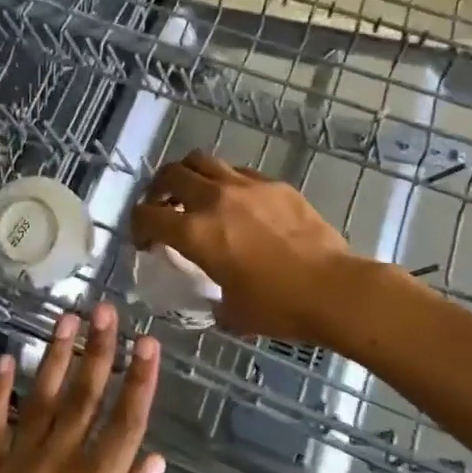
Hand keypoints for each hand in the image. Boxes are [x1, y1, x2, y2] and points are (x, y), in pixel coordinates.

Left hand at [0, 305, 162, 472]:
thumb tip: (153, 456)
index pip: (126, 422)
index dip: (141, 379)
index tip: (150, 342)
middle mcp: (53, 468)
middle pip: (83, 397)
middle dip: (99, 350)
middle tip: (107, 309)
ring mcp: (11, 469)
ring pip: (39, 399)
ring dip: (54, 356)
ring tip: (66, 319)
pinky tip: (3, 360)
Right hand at [130, 151, 380, 344]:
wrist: (334, 289)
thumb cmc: (279, 307)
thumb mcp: (232, 312)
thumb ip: (212, 299)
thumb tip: (215, 299)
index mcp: (195, 232)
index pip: (147, 215)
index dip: (137, 227)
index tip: (145, 242)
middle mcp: (214, 199)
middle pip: (170, 174)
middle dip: (157, 189)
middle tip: (162, 206)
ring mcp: (245, 186)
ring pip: (202, 160)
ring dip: (189, 175)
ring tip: (194, 193)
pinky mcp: (274, 184)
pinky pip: (238, 171)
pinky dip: (225, 181)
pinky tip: (236, 202)